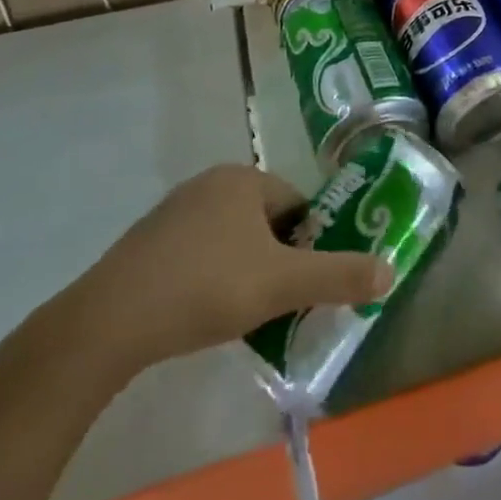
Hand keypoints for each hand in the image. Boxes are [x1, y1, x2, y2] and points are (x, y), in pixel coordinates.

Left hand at [62, 165, 392, 379]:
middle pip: (265, 221)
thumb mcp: (282, 284)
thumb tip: (390, 271)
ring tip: (240, 314)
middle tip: (275, 302)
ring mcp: (174, 209)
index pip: (297, 204)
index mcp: (245, 179)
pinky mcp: (147, 240)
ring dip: (243, 269)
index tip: (302, 284)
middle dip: (276, 258)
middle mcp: (211, 181)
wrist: (110, 320)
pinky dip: (209, 276)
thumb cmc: (207, 287)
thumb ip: (338, 276)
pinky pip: (197, 251)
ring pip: (231, 238)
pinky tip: (200, 313)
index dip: (308, 244)